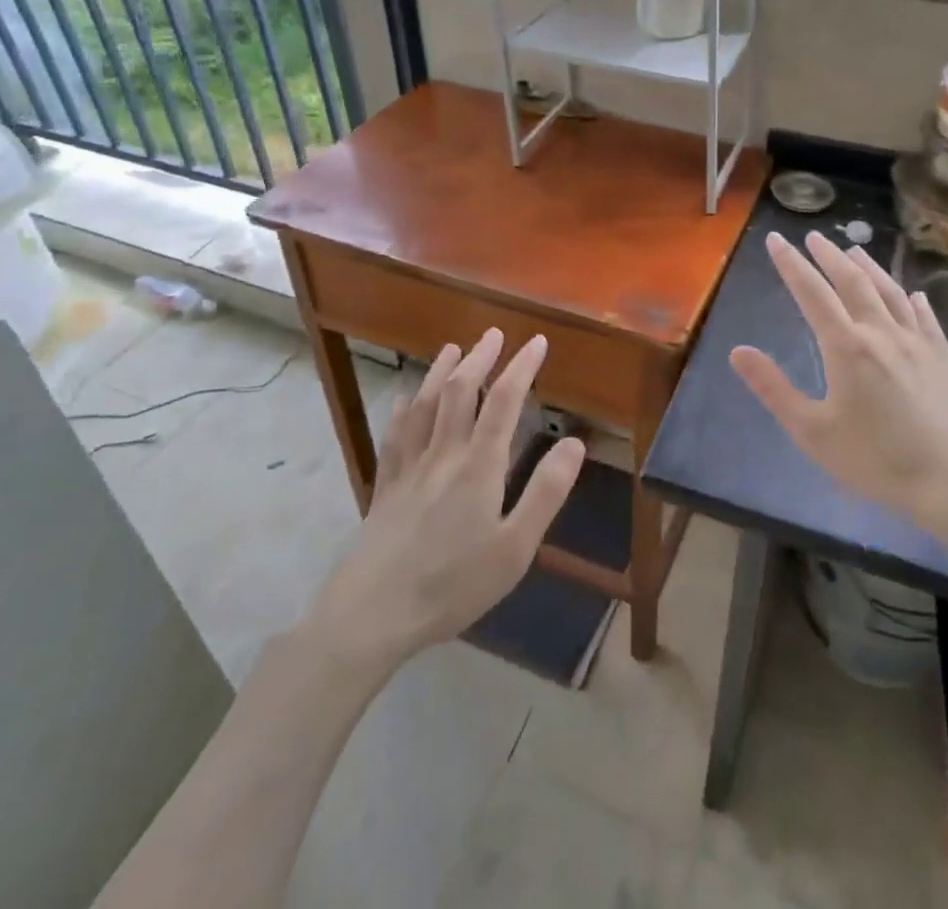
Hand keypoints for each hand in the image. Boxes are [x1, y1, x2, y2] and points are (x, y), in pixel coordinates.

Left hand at [312, 329, 584, 665]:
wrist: (371, 613)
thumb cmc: (452, 585)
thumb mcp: (514, 548)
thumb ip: (546, 492)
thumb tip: (575, 442)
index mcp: (478, 465)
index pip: (504, 402)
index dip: (522, 368)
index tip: (537, 343)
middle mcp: (443, 453)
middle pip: (461, 392)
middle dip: (481, 358)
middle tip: (495, 334)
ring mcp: (409, 467)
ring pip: (425, 405)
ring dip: (441, 371)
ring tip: (452, 348)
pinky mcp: (385, 485)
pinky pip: (395, 434)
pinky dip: (404, 408)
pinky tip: (404, 398)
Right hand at [730, 231, 947, 535]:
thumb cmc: (878, 460)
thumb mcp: (813, 432)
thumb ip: (774, 389)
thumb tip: (738, 351)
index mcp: (847, 347)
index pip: (812, 293)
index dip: (791, 264)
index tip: (776, 239)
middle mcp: (882, 333)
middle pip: (853, 282)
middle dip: (829, 256)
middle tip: (813, 237)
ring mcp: (917, 344)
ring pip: (890, 292)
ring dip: (869, 267)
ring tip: (854, 250)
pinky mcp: (942, 360)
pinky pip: (926, 318)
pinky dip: (914, 301)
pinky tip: (915, 295)